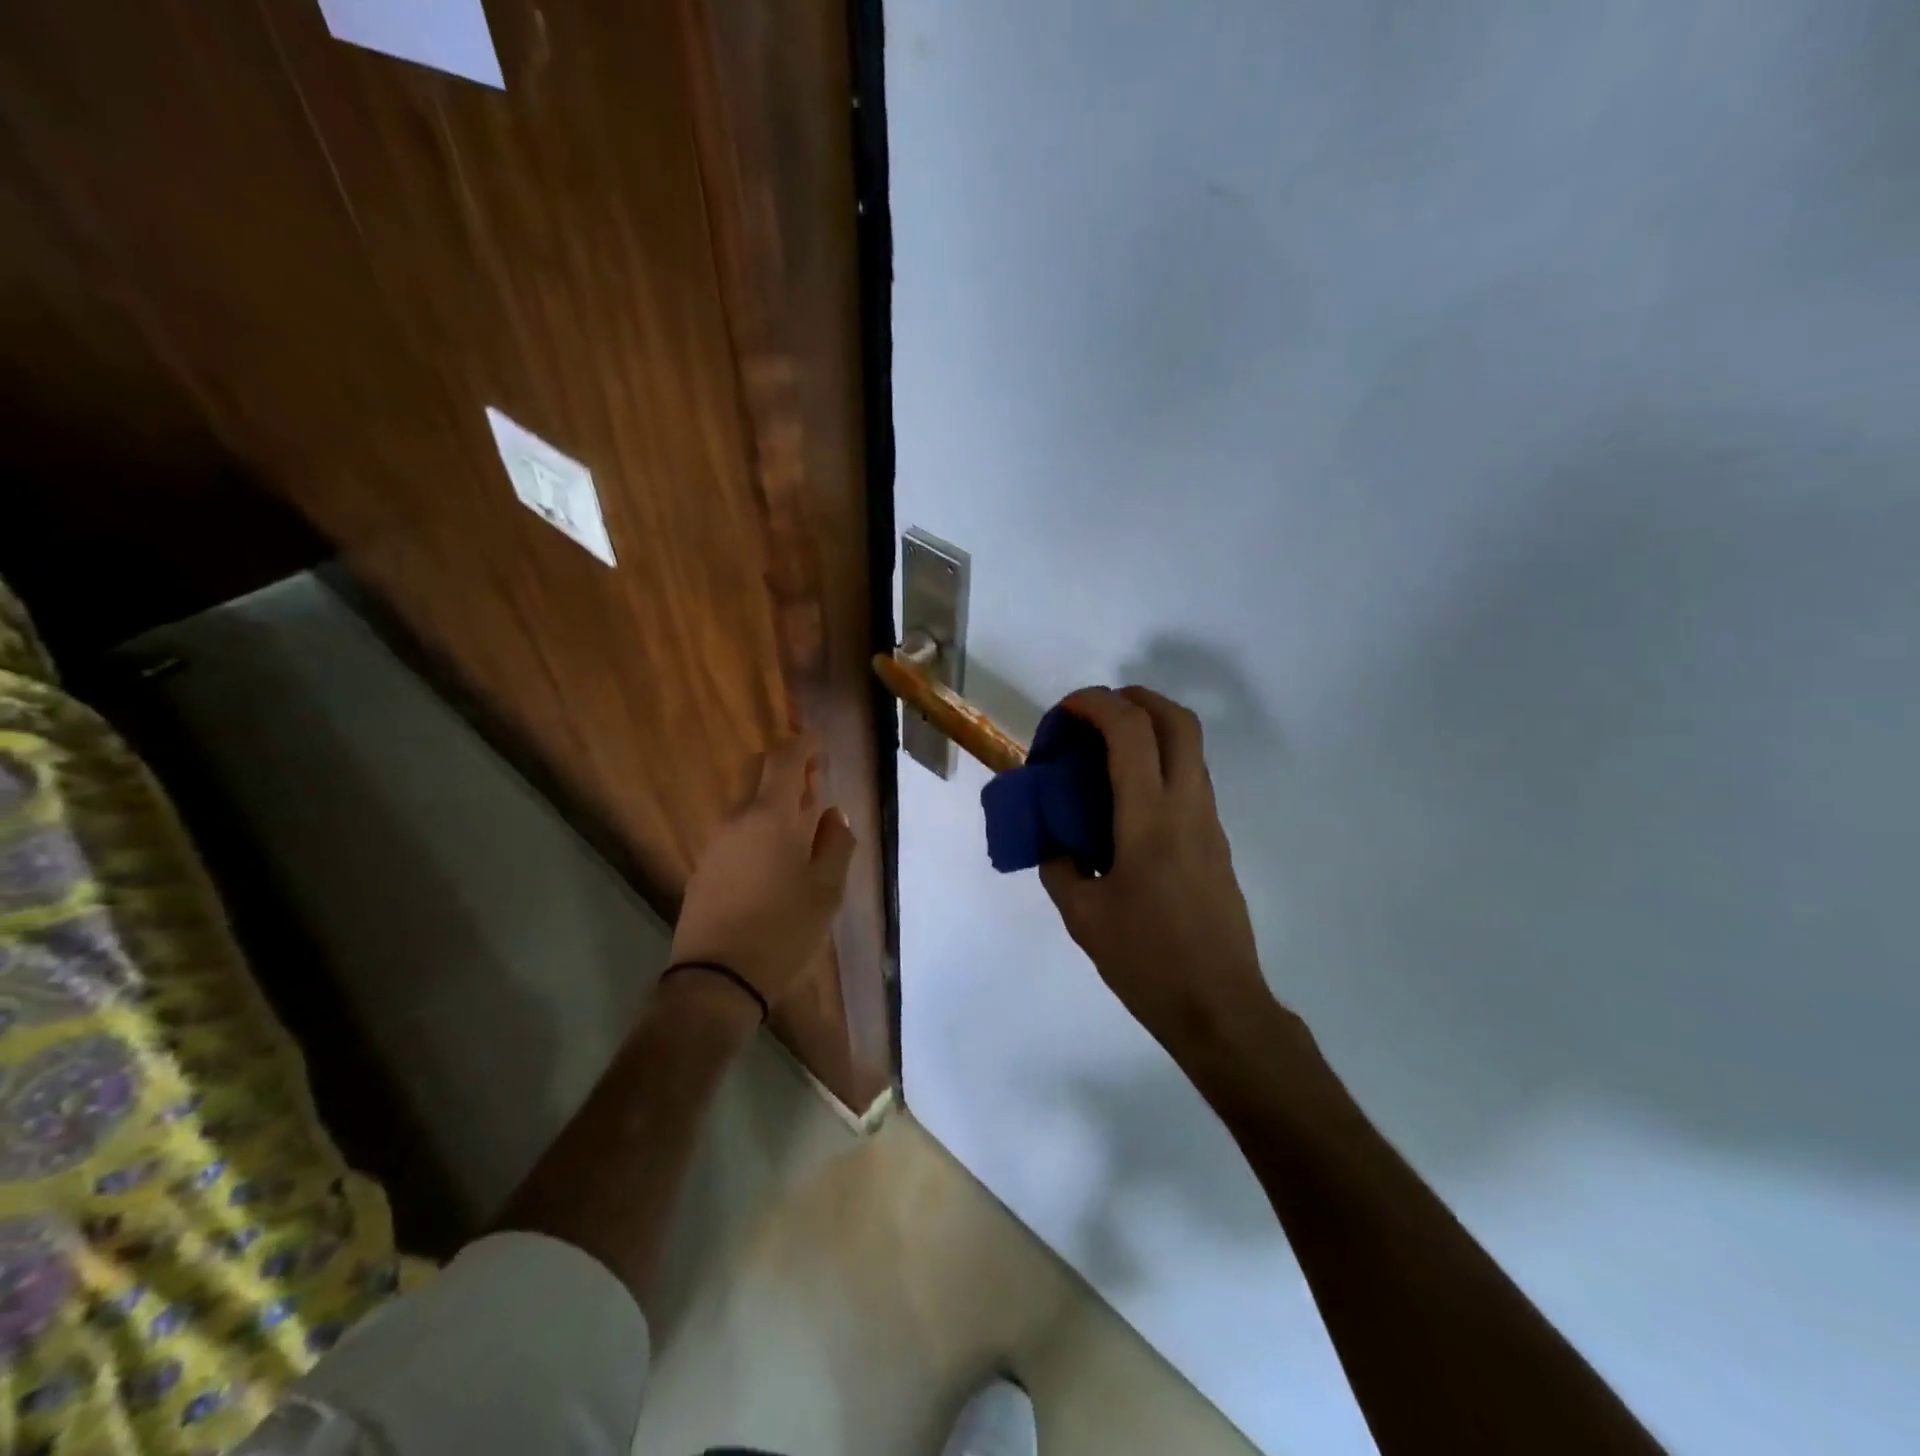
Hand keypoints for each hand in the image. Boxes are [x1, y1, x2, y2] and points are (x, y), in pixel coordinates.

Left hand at [670, 733, 856, 1013]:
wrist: (716, 980)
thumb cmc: (783, 930)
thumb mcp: (827, 890)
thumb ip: (836, 845)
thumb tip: (834, 816)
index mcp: (771, 817)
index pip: (783, 760)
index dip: (803, 744)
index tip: (820, 744)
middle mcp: (737, 819)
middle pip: (757, 772)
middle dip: (785, 766)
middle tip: (813, 781)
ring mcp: (716, 843)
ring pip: (746, 803)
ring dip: (773, 799)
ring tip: (803, 824)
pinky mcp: (705, 868)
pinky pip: (736, 830)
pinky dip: (759, 825)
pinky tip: (777, 855)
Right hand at [1040, 687, 1274, 1060]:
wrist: (1218, 1006)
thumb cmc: (1146, 961)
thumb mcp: (1082, 916)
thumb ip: (1060, 867)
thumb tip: (1055, 842)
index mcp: (1149, 820)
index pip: (1131, 732)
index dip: (1096, 704)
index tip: (1065, 711)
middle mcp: (1187, 808)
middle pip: (1178, 720)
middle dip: (1135, 698)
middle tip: (1095, 712)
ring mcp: (1210, 823)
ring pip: (1190, 748)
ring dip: (1150, 729)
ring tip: (1105, 752)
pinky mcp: (1217, 842)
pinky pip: (1190, 779)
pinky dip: (1159, 763)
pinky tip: (1127, 800)